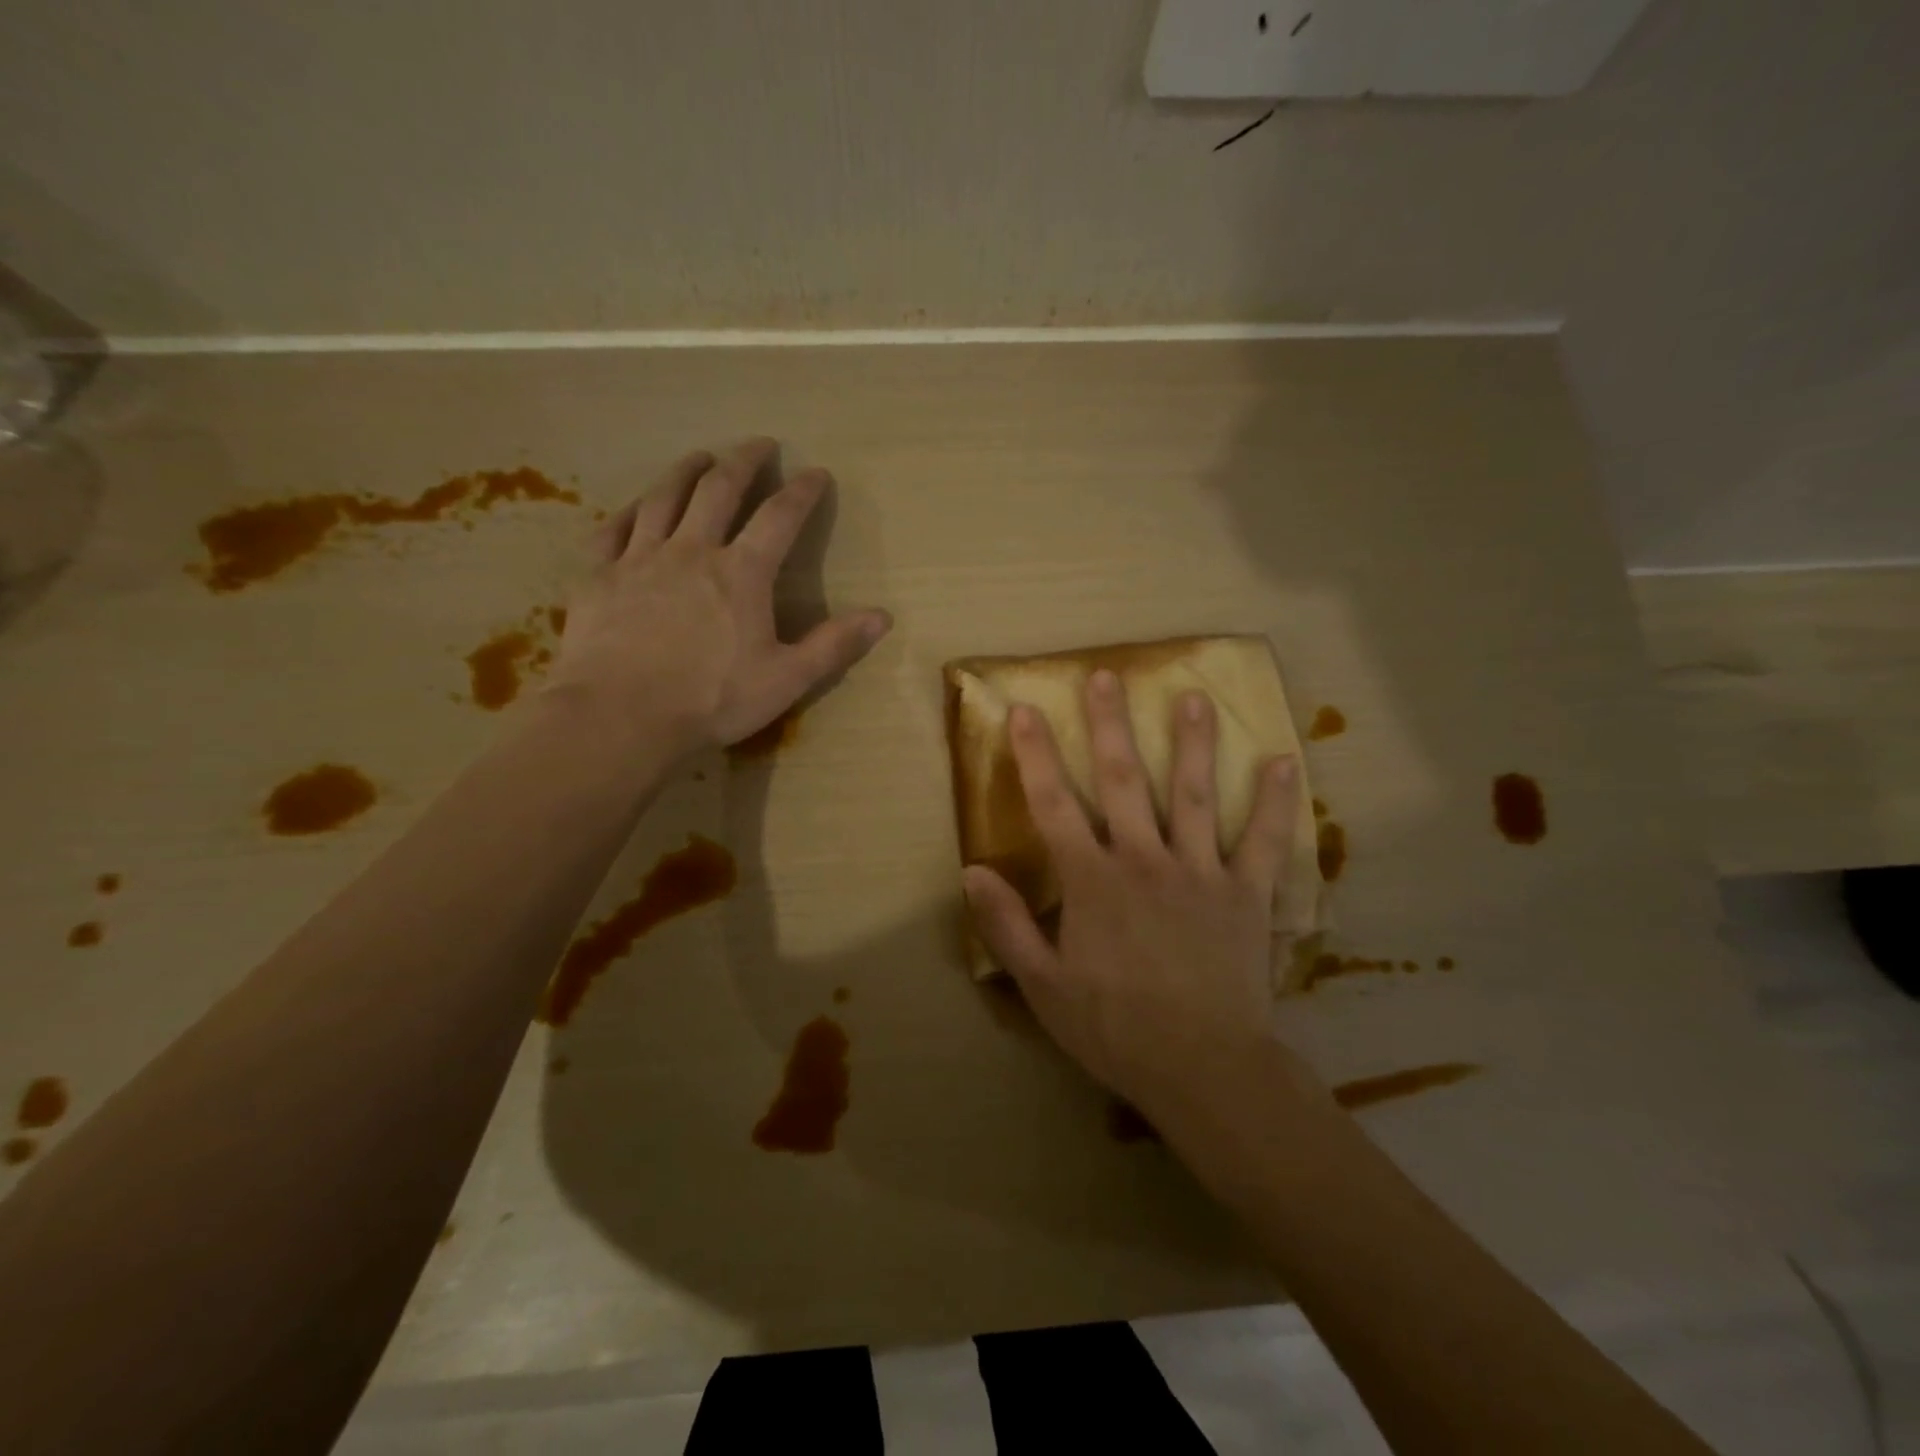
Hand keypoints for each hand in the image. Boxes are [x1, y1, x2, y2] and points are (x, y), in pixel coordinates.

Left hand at [545, 438, 890, 756]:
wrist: (619, 717)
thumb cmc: (711, 701)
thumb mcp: (786, 679)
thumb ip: (833, 645)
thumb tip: (882, 617)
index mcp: (742, 573)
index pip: (779, 517)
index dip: (802, 492)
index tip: (817, 473)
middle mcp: (692, 551)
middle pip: (719, 489)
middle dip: (744, 462)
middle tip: (759, 444)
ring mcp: (640, 558)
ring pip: (664, 497)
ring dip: (686, 470)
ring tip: (701, 456)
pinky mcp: (599, 576)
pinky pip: (614, 529)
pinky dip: (630, 510)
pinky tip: (637, 506)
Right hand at [961, 670, 1310, 1125]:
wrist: (1202, 1068)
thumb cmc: (1114, 1028)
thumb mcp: (1042, 986)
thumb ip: (1007, 926)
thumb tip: (971, 870)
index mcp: (1092, 880)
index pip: (1054, 805)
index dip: (1036, 755)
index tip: (1026, 710)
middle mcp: (1143, 859)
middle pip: (1122, 780)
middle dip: (1109, 725)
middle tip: (1105, 676)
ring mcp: (1199, 871)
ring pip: (1193, 795)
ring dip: (1192, 743)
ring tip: (1192, 697)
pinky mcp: (1246, 894)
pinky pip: (1263, 841)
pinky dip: (1275, 803)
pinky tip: (1284, 762)